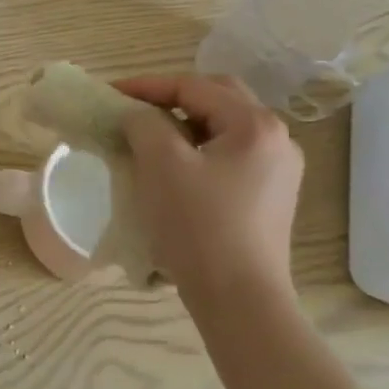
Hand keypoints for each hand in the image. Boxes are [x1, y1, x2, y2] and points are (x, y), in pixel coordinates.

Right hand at [114, 73, 303, 298]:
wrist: (240, 303)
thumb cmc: (199, 226)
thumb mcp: (161, 163)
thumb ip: (143, 122)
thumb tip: (136, 114)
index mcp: (255, 124)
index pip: (193, 86)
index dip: (147, 85)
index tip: (110, 93)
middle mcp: (276, 139)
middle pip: (216, 98)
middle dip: (171, 98)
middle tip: (134, 108)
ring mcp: (278, 170)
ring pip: (223, 127)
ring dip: (184, 124)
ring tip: (149, 136)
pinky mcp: (270, 196)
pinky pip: (229, 154)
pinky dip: (199, 149)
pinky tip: (174, 167)